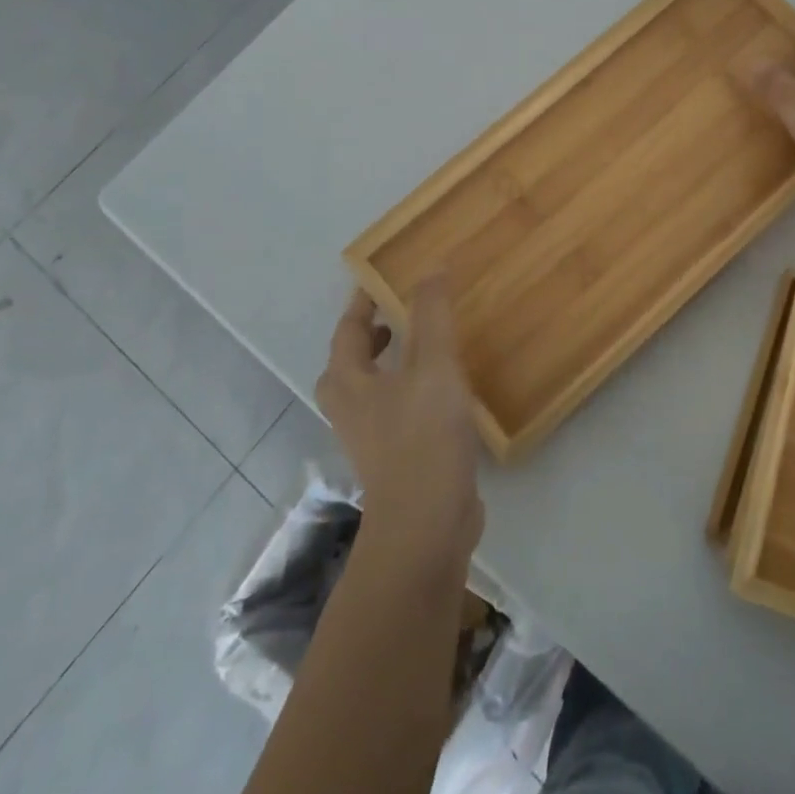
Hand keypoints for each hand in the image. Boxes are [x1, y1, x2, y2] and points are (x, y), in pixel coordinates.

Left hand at [316, 280, 482, 574]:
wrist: (425, 526)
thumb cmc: (422, 438)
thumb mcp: (432, 366)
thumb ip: (432, 315)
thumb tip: (431, 268)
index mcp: (349, 382)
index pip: (350, 329)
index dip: (364, 301)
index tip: (385, 276)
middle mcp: (351, 408)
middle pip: (352, 360)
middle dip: (373, 334)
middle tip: (402, 311)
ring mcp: (372, 437)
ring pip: (375, 386)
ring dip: (393, 361)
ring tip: (426, 343)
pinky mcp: (396, 458)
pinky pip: (398, 408)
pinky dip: (412, 388)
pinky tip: (445, 389)